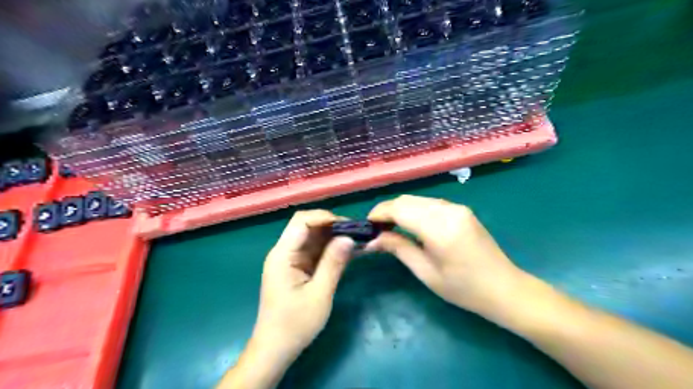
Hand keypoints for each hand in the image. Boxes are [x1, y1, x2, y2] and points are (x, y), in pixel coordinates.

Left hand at [253, 210, 354, 364]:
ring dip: (335, 237)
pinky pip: (316, 251)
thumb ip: (333, 264)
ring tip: (359, 240)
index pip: (302, 221)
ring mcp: (291, 260)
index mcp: (283, 255)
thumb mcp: (319, 294)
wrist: (276, 349)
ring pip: (314, 237)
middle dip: (333, 226)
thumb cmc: (295, 325)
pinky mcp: (298, 268)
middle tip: (358, 232)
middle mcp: (285, 252)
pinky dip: (332, 249)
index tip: (349, 225)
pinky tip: (350, 251)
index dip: (325, 217)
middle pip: (308, 226)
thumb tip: (349, 237)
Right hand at [368, 196, 526, 314]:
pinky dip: (415, 210)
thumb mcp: (426, 272)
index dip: (379, 213)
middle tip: (377, 228)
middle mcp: (448, 210)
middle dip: (388, 210)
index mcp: (439, 228)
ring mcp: (457, 207)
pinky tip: (411, 224)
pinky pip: (430, 203)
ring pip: (418, 199)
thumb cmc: (463, 288)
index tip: (367, 225)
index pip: (400, 209)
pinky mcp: (461, 210)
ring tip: (391, 227)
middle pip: (407, 200)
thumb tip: (373, 239)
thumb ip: (398, 249)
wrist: (504, 288)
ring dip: (401, 209)